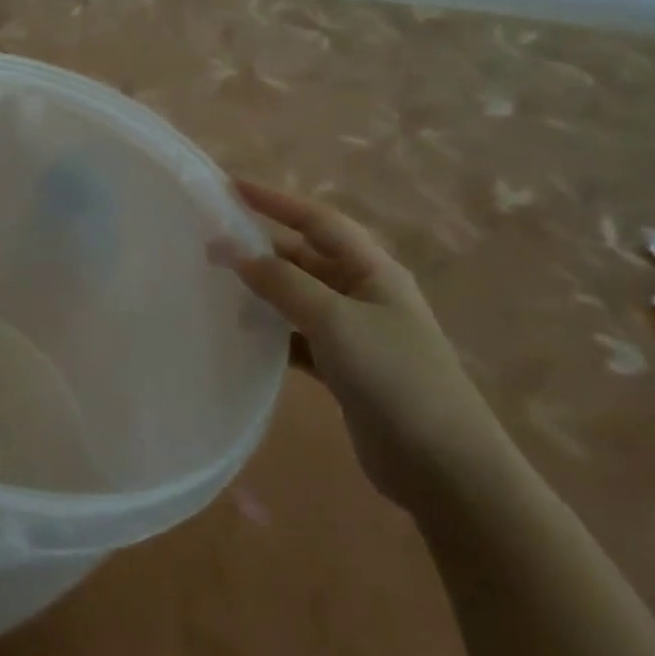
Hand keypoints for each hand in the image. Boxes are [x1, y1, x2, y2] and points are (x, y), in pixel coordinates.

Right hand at [214, 180, 509, 512]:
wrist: (445, 469)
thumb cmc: (395, 378)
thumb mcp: (335, 321)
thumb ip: (283, 283)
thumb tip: (234, 252)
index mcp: (373, 270)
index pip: (317, 220)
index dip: (275, 200)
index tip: (230, 186)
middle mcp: (364, 293)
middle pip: (305, 256)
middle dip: (261, 248)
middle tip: (209, 246)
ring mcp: (356, 333)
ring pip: (298, 297)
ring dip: (263, 290)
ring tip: (217, 289)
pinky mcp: (345, 369)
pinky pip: (299, 336)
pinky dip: (272, 333)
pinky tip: (244, 338)